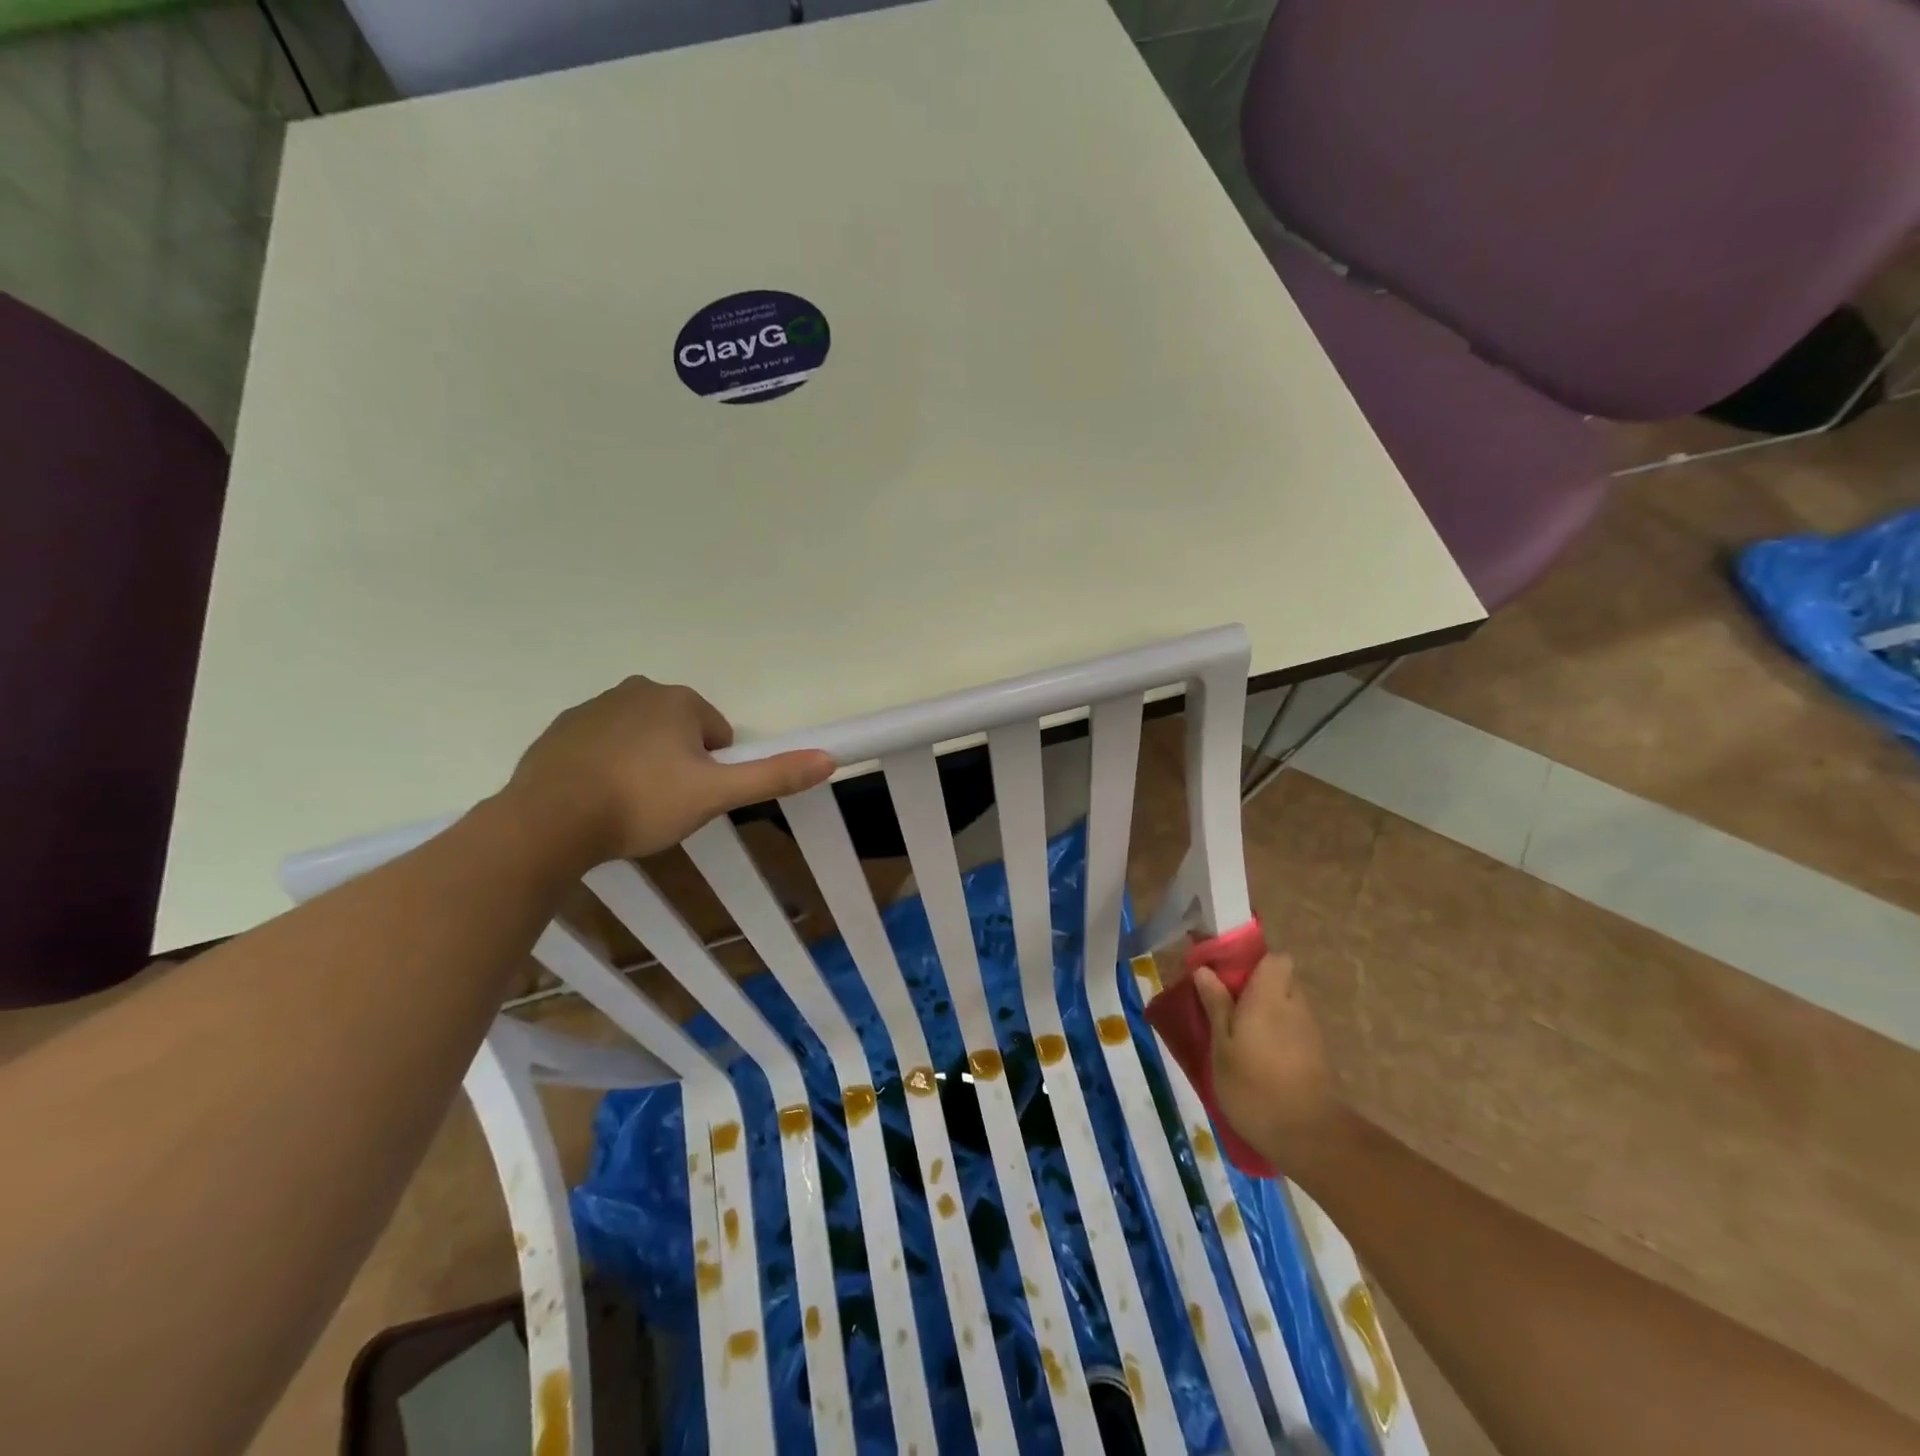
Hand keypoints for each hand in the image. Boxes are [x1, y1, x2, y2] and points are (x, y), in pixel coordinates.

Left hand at [503, 677, 835, 864]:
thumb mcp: (714, 795)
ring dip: (644, 765)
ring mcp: (593, 708)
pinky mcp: (561, 730)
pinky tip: (597, 799)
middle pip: (679, 731)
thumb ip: (771, 775)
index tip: (692, 797)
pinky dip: (608, 766)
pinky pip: (602, 745)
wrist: (548, 821)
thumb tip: (829, 758)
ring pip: (640, 737)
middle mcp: (636, 690)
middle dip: (679, 764)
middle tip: (664, 804)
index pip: (717, 733)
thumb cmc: (641, 802)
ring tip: (629, 805)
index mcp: (676, 700)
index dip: (713, 769)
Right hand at [1194, 953, 1343, 1168]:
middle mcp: (1295, 1006)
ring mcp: (1310, 1032)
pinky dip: (1276, 1035)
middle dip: (1255, 987)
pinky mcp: (1317, 1056)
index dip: (1253, 961)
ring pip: (1286, 1006)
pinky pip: (1292, 1030)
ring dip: (1265, 1013)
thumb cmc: (1254, 1086)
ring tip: (1237, 1036)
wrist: (1309, 1138)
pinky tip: (1256, 1059)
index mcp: (1270, 996)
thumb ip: (1216, 1005)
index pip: (1275, 958)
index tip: (1226, 975)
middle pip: (1279, 981)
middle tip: (1224, 1007)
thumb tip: (1205, 970)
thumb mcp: (1222, 1046)